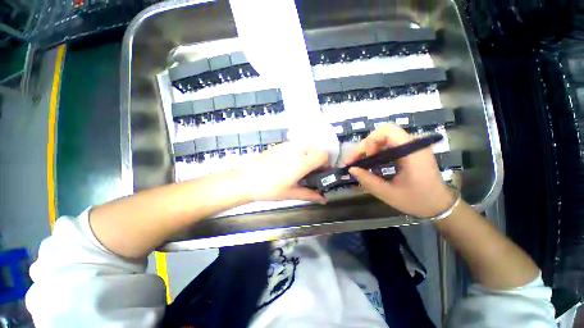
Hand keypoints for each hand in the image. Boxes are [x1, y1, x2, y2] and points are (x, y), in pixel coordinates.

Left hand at [238, 142, 328, 203]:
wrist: (247, 180)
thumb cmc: (270, 189)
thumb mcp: (291, 193)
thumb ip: (310, 194)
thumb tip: (324, 200)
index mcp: (302, 162)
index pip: (324, 154)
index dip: (326, 163)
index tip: (321, 172)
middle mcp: (297, 150)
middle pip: (317, 148)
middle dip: (318, 158)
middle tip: (311, 170)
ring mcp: (288, 145)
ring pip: (306, 144)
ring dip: (309, 153)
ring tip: (301, 167)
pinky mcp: (280, 145)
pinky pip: (296, 144)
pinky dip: (299, 151)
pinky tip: (290, 163)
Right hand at [344, 124, 454, 217]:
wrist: (440, 205)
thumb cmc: (417, 201)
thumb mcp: (389, 194)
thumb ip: (368, 180)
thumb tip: (351, 169)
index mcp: (412, 151)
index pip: (387, 131)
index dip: (371, 141)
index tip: (365, 158)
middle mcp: (413, 143)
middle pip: (382, 133)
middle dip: (365, 146)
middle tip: (354, 161)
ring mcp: (411, 146)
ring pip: (383, 138)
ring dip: (368, 148)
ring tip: (358, 162)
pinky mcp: (409, 150)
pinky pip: (387, 144)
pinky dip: (375, 151)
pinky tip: (369, 162)